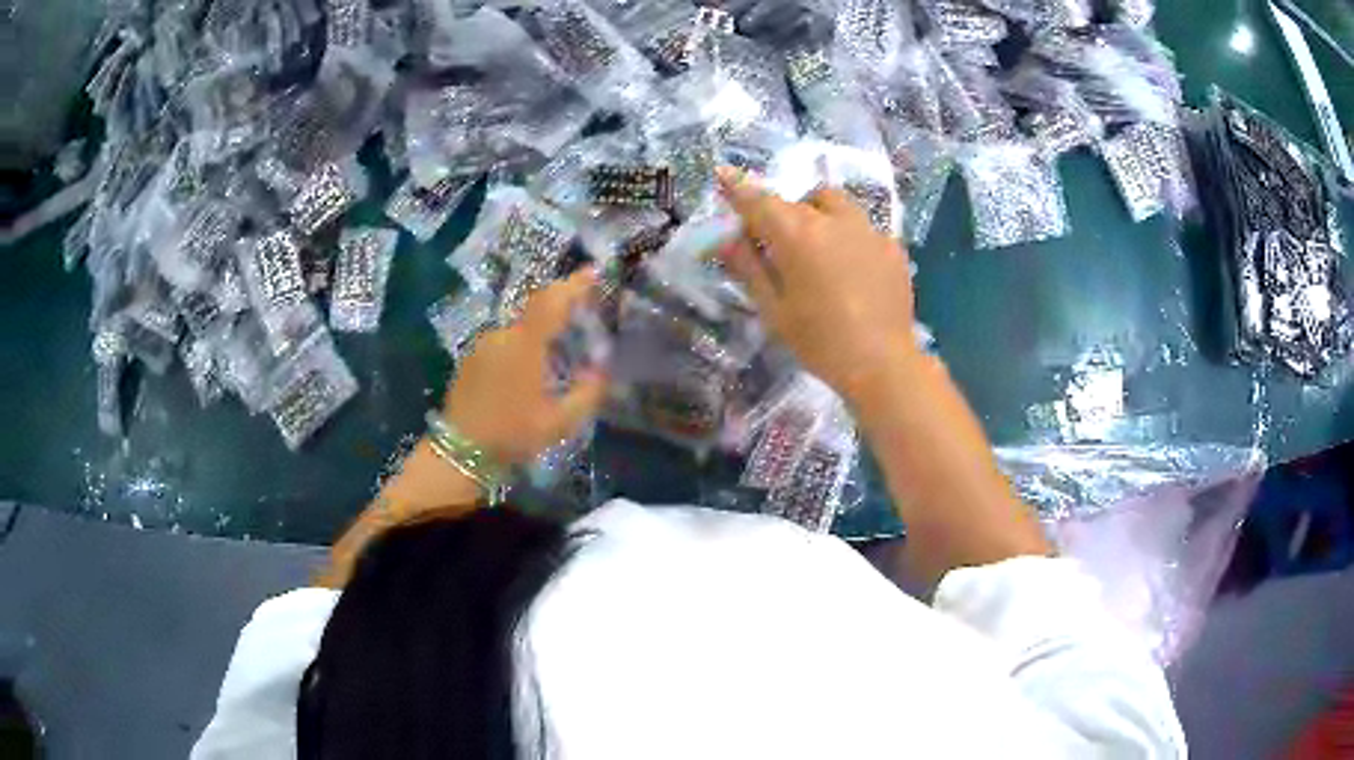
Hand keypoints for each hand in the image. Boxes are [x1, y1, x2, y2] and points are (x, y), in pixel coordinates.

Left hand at [443, 268, 608, 464]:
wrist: (460, 451)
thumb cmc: (512, 436)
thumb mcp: (559, 422)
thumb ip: (587, 393)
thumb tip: (602, 369)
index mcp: (525, 345)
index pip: (552, 301)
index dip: (574, 284)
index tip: (593, 271)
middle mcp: (502, 335)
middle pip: (536, 308)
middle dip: (560, 304)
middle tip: (583, 311)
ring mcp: (483, 344)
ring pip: (519, 326)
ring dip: (540, 328)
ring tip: (558, 347)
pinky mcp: (472, 357)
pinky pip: (504, 339)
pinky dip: (522, 343)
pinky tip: (529, 367)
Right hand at [715, 167, 918, 402]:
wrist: (882, 363)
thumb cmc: (819, 341)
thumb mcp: (773, 309)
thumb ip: (748, 268)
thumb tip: (726, 239)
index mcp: (796, 233)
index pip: (758, 200)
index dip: (737, 186)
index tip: (723, 174)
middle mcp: (832, 220)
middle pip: (798, 201)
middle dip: (782, 214)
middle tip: (776, 243)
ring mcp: (868, 229)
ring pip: (835, 204)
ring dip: (817, 213)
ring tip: (817, 246)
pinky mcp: (892, 246)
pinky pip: (862, 227)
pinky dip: (848, 235)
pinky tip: (850, 268)